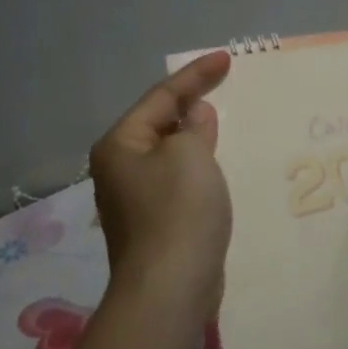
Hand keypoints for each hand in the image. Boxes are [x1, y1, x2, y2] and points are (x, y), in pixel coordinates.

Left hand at [88, 51, 231, 333]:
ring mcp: (135, 199)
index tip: (226, 58)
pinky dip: (199, 166)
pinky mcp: (155, 224)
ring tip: (227, 120)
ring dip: (198, 137)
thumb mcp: (189, 155)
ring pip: (171, 153)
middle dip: (192, 104)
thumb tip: (195, 118)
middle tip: (226, 85)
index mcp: (120, 145)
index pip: (161, 97)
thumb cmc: (177, 211)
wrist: (170, 289)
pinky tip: (220, 165)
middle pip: (160, 123)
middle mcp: (120, 169)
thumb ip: (194, 127)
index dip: (195, 75)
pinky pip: (179, 180)